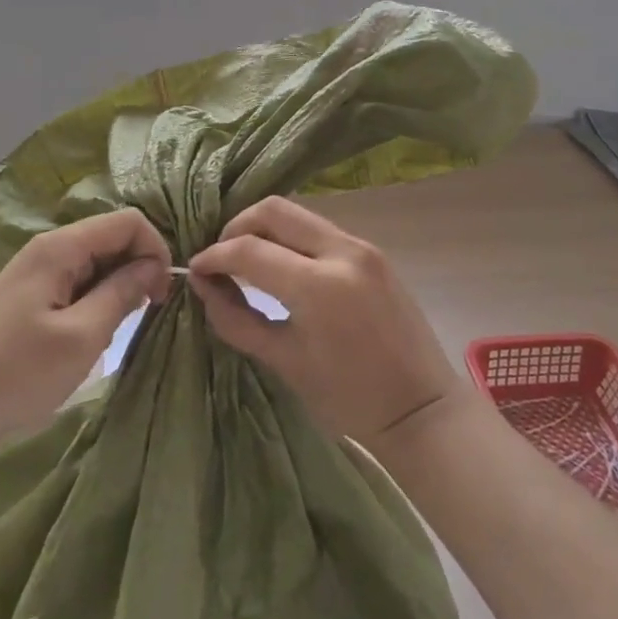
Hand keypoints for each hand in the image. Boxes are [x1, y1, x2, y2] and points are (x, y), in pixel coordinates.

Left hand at [0, 211, 171, 457]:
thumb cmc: (15, 371)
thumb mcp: (81, 336)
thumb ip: (121, 294)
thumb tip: (153, 266)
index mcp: (61, 247)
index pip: (128, 221)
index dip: (155, 249)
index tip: (162, 293)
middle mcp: (49, 249)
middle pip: (111, 238)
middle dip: (139, 268)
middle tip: (147, 313)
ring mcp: (36, 273)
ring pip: (95, 263)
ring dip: (118, 288)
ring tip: (118, 328)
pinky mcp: (29, 297)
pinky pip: (76, 283)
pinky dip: (96, 301)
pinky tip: (93, 334)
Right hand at [187, 197, 467, 450]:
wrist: (421, 408)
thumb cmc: (348, 398)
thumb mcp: (284, 361)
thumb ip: (236, 319)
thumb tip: (202, 286)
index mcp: (318, 286)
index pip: (249, 250)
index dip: (214, 256)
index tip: (196, 270)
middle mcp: (342, 252)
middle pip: (274, 210)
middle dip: (237, 228)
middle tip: (222, 258)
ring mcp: (362, 247)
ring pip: (298, 214)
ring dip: (265, 229)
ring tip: (248, 261)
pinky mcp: (374, 252)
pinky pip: (320, 229)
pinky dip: (291, 238)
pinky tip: (282, 265)